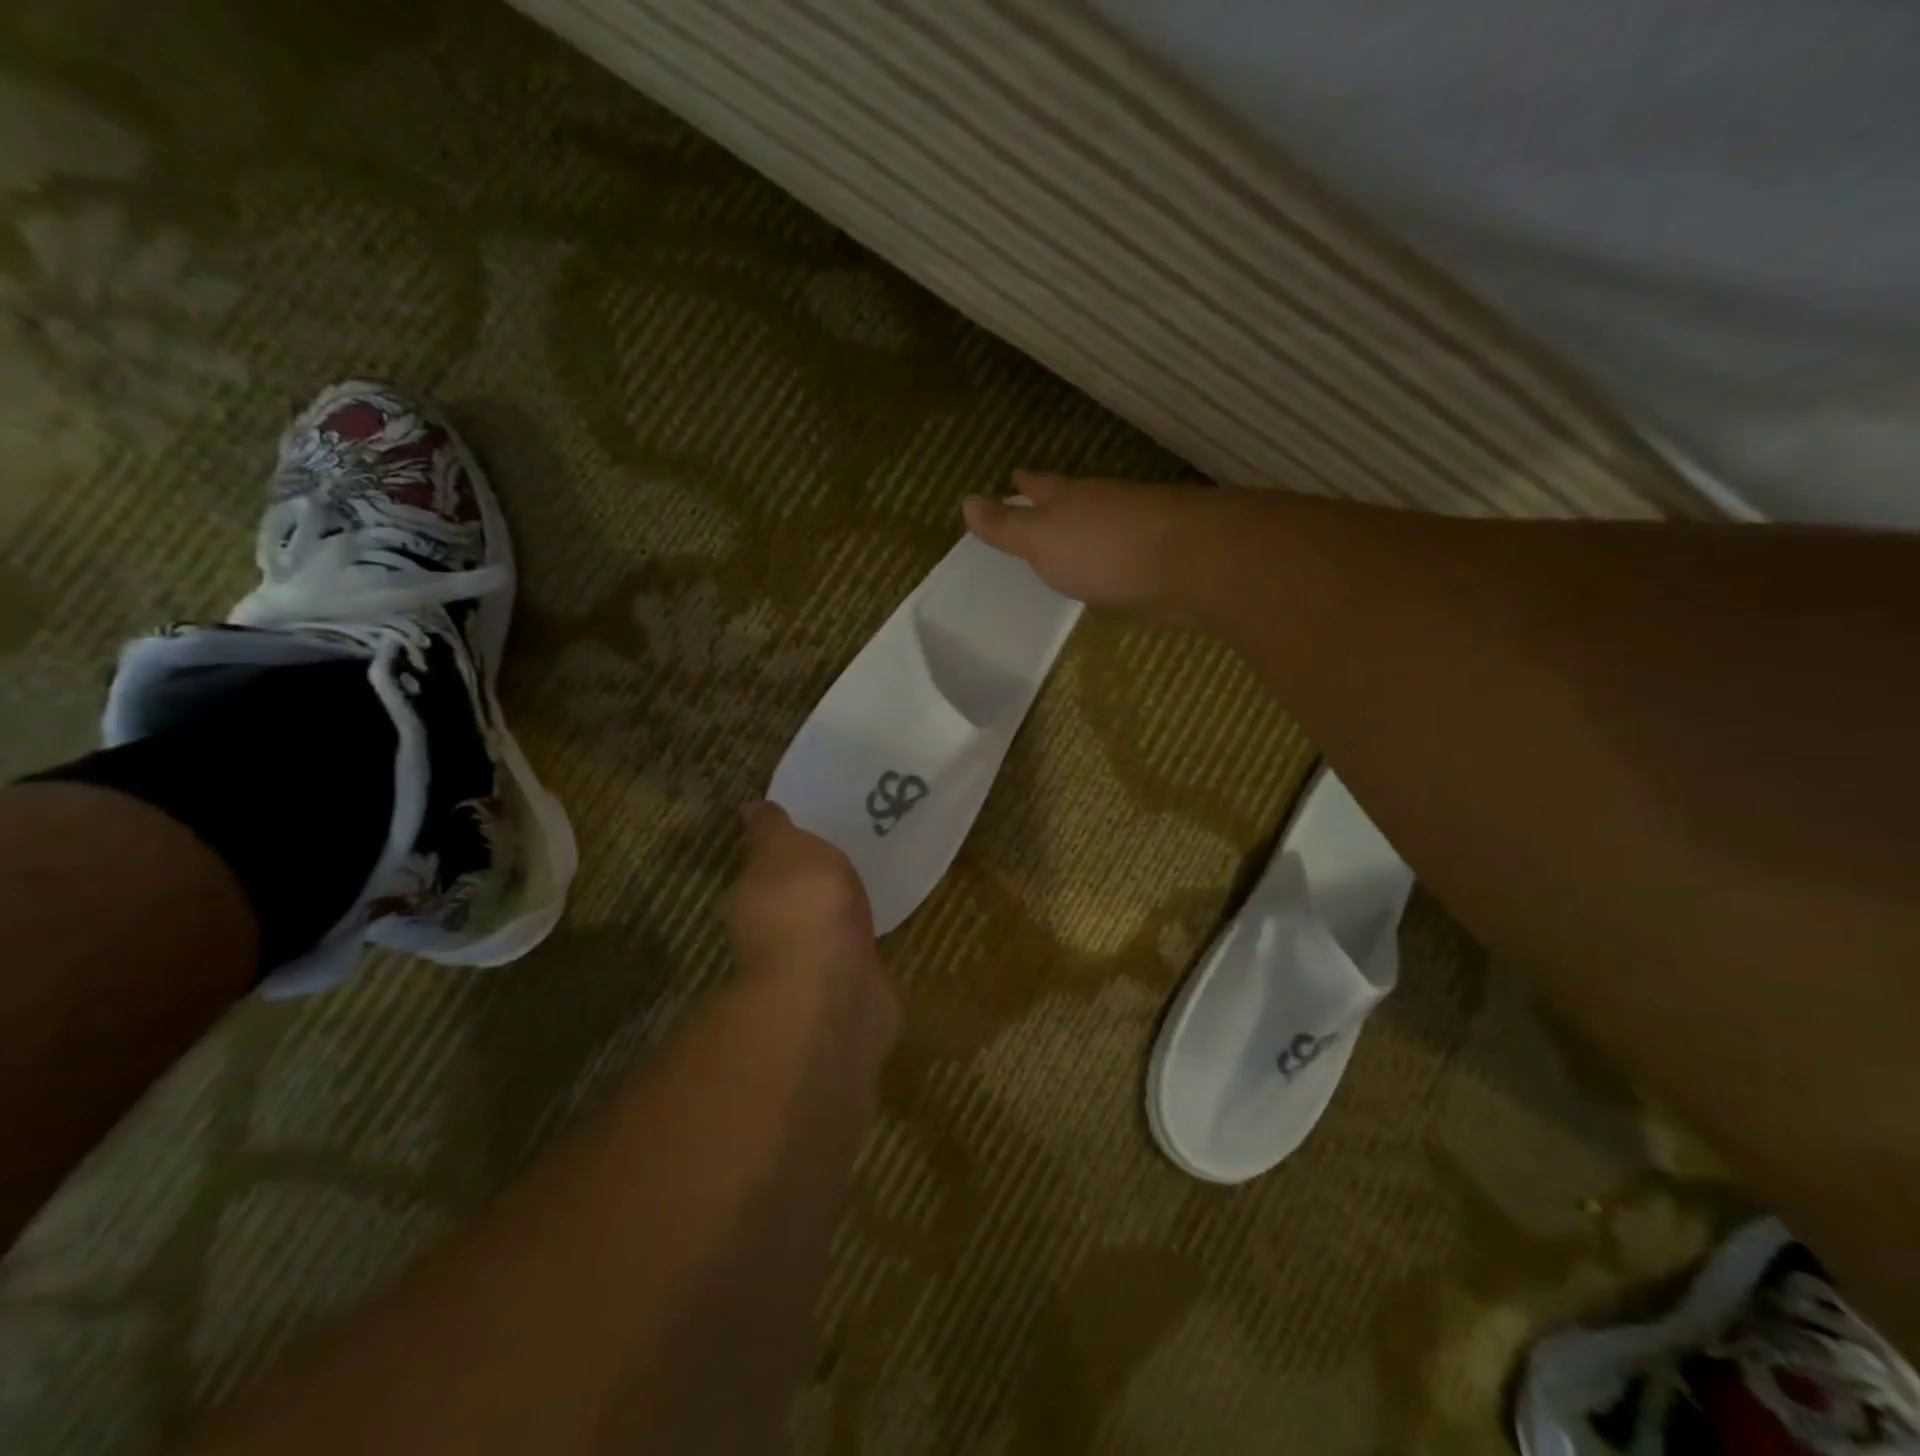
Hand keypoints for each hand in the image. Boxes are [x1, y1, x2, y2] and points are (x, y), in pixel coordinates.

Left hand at [729, 802, 890, 1003]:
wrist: (832, 987)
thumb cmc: (803, 904)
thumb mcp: (784, 847)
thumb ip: (772, 829)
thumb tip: (751, 808)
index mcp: (751, 898)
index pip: (762, 871)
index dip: (783, 857)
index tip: (810, 841)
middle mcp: (770, 936)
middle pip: (792, 904)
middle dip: (813, 889)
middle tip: (847, 862)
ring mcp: (807, 969)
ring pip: (823, 933)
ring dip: (839, 920)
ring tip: (872, 893)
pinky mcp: (843, 992)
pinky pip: (852, 960)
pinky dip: (862, 949)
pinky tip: (884, 933)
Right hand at [961, 472, 1196, 618]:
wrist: (1188, 562)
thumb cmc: (1102, 548)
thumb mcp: (1041, 538)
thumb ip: (1006, 526)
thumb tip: (967, 501)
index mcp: (1070, 498)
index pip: (1040, 485)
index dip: (1025, 483)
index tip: (1014, 476)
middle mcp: (1104, 505)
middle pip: (1074, 500)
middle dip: (1056, 502)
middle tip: (1039, 505)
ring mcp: (1137, 528)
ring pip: (1102, 525)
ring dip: (1086, 531)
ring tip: (1071, 542)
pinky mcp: (1161, 557)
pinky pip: (1125, 553)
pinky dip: (1112, 558)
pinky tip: (1110, 572)